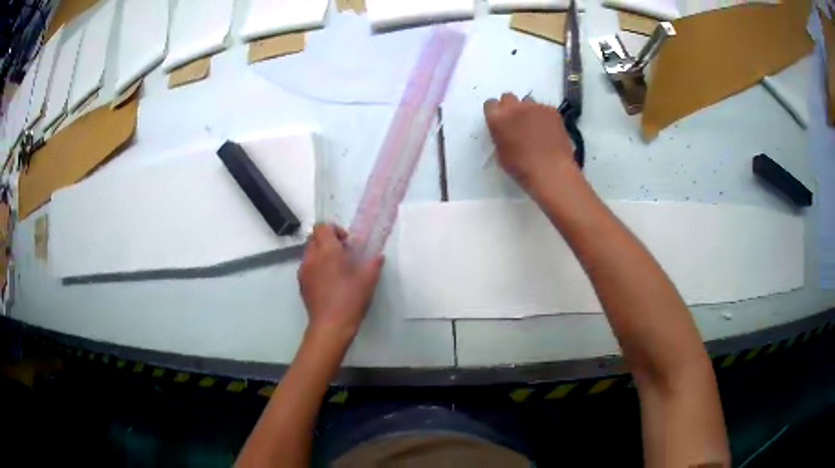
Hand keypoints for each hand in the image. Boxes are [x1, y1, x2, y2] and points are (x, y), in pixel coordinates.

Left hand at [298, 223, 383, 341]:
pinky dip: (316, 267)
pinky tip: (329, 283)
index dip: (335, 230)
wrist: (330, 326)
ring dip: (322, 254)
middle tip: (343, 254)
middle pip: (315, 237)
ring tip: (336, 270)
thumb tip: (377, 256)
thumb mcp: (368, 280)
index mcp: (327, 251)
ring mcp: (304, 271)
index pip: (322, 227)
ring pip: (310, 252)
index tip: (347, 243)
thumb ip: (373, 264)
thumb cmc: (350, 300)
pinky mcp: (301, 283)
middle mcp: (311, 257)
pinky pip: (307, 266)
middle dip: (328, 241)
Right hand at [484, 93, 576, 191]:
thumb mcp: (500, 153)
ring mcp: (534, 107)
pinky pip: (544, 109)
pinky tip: (549, 131)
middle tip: (517, 121)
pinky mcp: (551, 110)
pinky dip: (544, 117)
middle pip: (508, 97)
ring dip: (528, 110)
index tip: (500, 120)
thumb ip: (500, 135)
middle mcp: (514, 107)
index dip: (495, 112)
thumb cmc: (521, 167)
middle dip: (510, 106)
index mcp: (497, 119)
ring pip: (528, 101)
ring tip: (535, 127)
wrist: (550, 170)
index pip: (490, 104)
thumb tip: (505, 131)